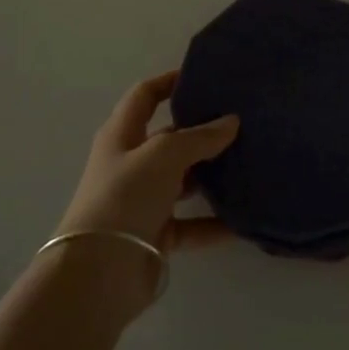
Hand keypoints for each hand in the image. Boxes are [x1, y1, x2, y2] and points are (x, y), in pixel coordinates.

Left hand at [56, 71, 239, 257]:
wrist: (98, 273)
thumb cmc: (125, 196)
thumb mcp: (164, 154)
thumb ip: (199, 137)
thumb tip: (231, 122)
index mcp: (122, 135)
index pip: (145, 96)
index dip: (169, 82)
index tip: (203, 75)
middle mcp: (131, 164)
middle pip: (170, 139)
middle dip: (201, 131)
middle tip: (241, 121)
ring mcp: (142, 201)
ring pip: (184, 181)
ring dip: (212, 175)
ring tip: (250, 163)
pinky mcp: (155, 235)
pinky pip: (192, 224)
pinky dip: (214, 222)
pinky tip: (244, 219)